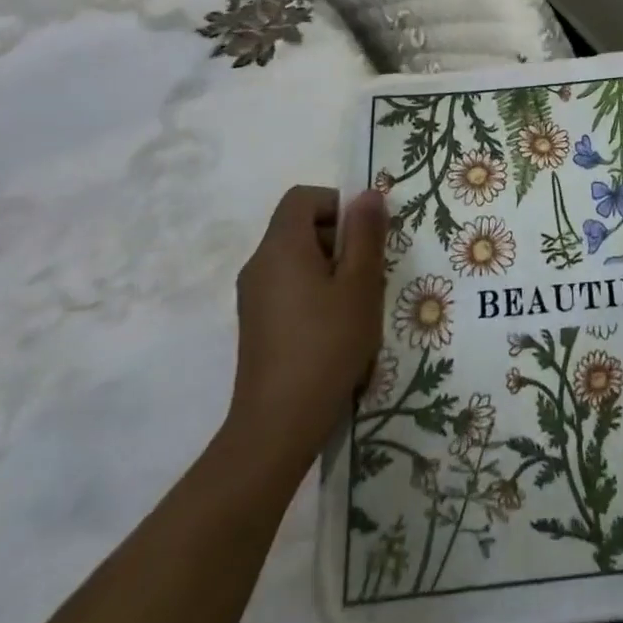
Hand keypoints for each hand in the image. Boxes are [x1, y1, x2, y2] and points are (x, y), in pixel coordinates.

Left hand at [224, 185, 387, 448]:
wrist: (277, 428)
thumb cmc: (326, 345)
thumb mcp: (360, 284)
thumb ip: (366, 234)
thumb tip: (367, 195)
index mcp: (281, 247)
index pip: (303, 197)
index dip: (336, 203)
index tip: (364, 234)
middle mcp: (260, 264)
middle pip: (300, 226)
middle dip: (339, 238)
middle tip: (368, 271)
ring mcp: (253, 297)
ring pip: (298, 258)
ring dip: (331, 268)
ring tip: (357, 303)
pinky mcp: (256, 324)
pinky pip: (289, 286)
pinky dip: (315, 291)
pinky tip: (336, 327)